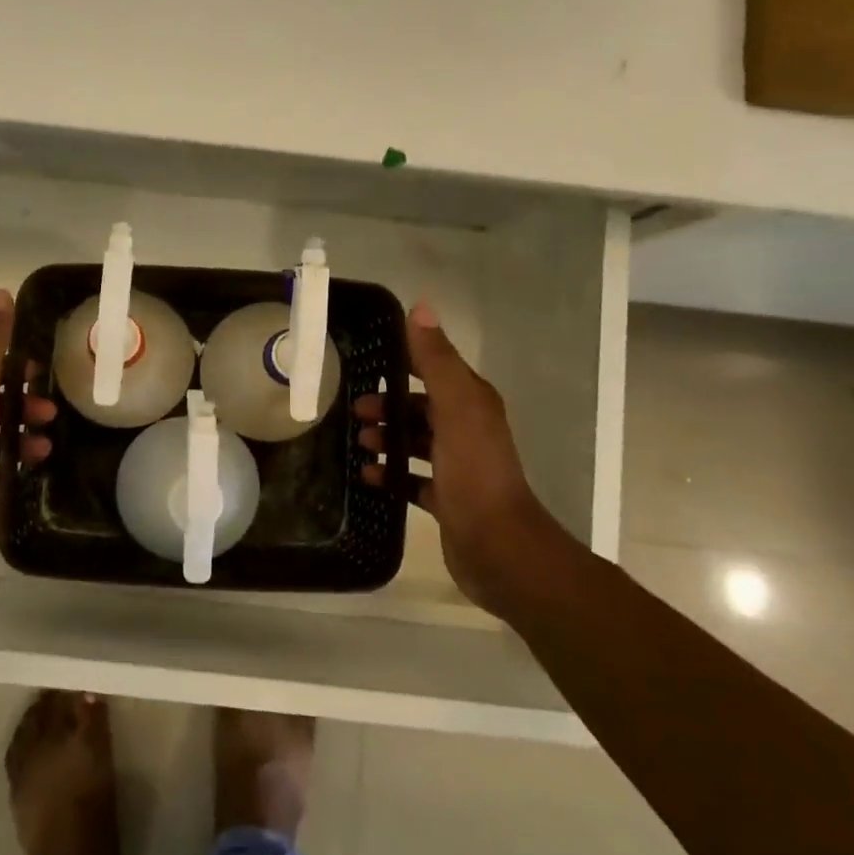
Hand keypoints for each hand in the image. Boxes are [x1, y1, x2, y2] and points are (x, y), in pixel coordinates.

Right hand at [354, 301, 548, 611]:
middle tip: (355, 412)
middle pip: (421, 407)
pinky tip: (369, 477)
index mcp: (472, 403)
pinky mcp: (447, 499)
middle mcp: (468, 430)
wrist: (498, 547)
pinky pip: (412, 479)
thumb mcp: (456, 407)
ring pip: (416, 442)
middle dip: (388, 405)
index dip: (406, 361)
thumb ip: (437, 360)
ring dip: (388, 438)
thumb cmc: (474, 471)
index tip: (367, 360)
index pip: (436, 369)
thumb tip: (421, 307)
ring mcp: (458, 466)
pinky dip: (391, 474)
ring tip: (360, 444)